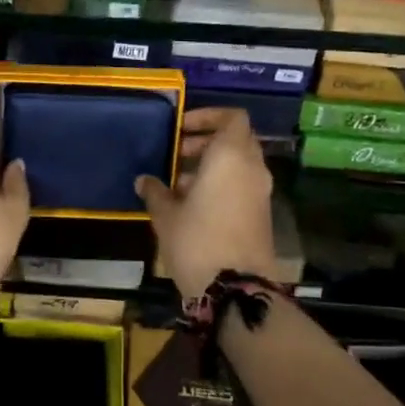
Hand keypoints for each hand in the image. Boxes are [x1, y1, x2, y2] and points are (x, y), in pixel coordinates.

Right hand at [136, 107, 276, 299]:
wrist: (236, 289)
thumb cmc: (197, 240)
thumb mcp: (166, 215)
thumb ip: (155, 191)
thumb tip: (144, 180)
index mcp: (231, 156)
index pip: (232, 117)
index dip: (208, 116)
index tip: (181, 128)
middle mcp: (252, 168)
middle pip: (235, 140)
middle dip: (206, 142)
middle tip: (176, 154)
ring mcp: (260, 192)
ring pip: (238, 164)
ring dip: (211, 166)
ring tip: (177, 183)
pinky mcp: (261, 215)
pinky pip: (241, 186)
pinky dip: (221, 185)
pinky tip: (191, 205)